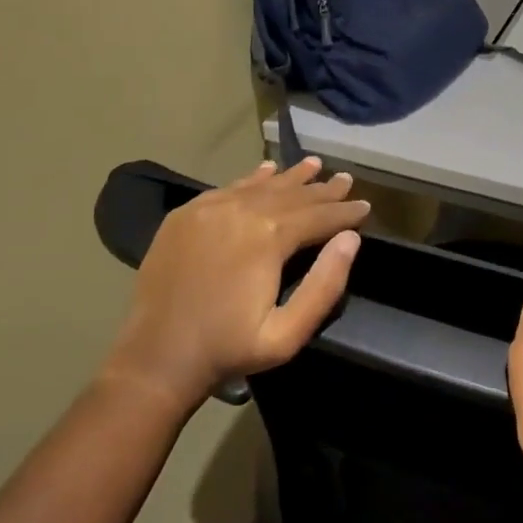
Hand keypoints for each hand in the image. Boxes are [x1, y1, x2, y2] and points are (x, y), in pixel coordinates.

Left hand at [102, 156, 370, 412]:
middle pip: (292, 195)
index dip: (345, 212)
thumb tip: (350, 239)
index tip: (366, 206)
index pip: (318, 216)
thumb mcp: (287, 334)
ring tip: (314, 164)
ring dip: (291, 177)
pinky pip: (229, 188)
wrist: (156, 357)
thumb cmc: (228, 350)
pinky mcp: (187, 214)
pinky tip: (267, 170)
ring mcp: (210, 208)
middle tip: (346, 179)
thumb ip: (324, 285)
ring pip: (261, 185)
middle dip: (323, 189)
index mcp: (268, 237)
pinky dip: (253, 178)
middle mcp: (241, 211)